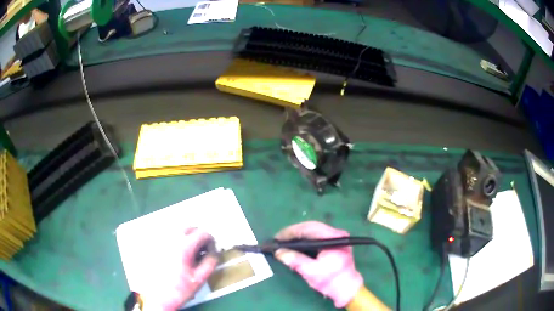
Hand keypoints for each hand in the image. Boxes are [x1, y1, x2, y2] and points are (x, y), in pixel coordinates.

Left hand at [141, 228, 217, 310]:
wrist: (159, 297)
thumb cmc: (180, 289)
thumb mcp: (199, 278)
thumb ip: (210, 262)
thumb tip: (215, 251)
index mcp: (183, 246)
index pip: (202, 233)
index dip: (210, 241)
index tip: (211, 251)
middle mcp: (170, 238)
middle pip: (189, 228)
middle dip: (199, 237)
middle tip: (202, 251)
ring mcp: (161, 240)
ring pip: (178, 230)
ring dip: (188, 238)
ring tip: (191, 254)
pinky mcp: (155, 245)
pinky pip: (169, 236)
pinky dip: (177, 241)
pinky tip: (178, 255)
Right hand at [274, 221, 363, 307]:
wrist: (347, 289)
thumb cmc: (331, 281)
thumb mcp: (311, 271)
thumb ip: (295, 260)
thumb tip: (279, 252)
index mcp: (333, 238)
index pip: (309, 228)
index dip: (291, 232)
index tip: (277, 238)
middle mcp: (336, 233)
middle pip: (311, 227)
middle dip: (294, 233)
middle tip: (279, 239)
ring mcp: (336, 238)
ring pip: (313, 231)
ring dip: (298, 236)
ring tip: (285, 242)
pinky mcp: (335, 243)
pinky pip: (317, 237)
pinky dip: (305, 240)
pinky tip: (296, 245)